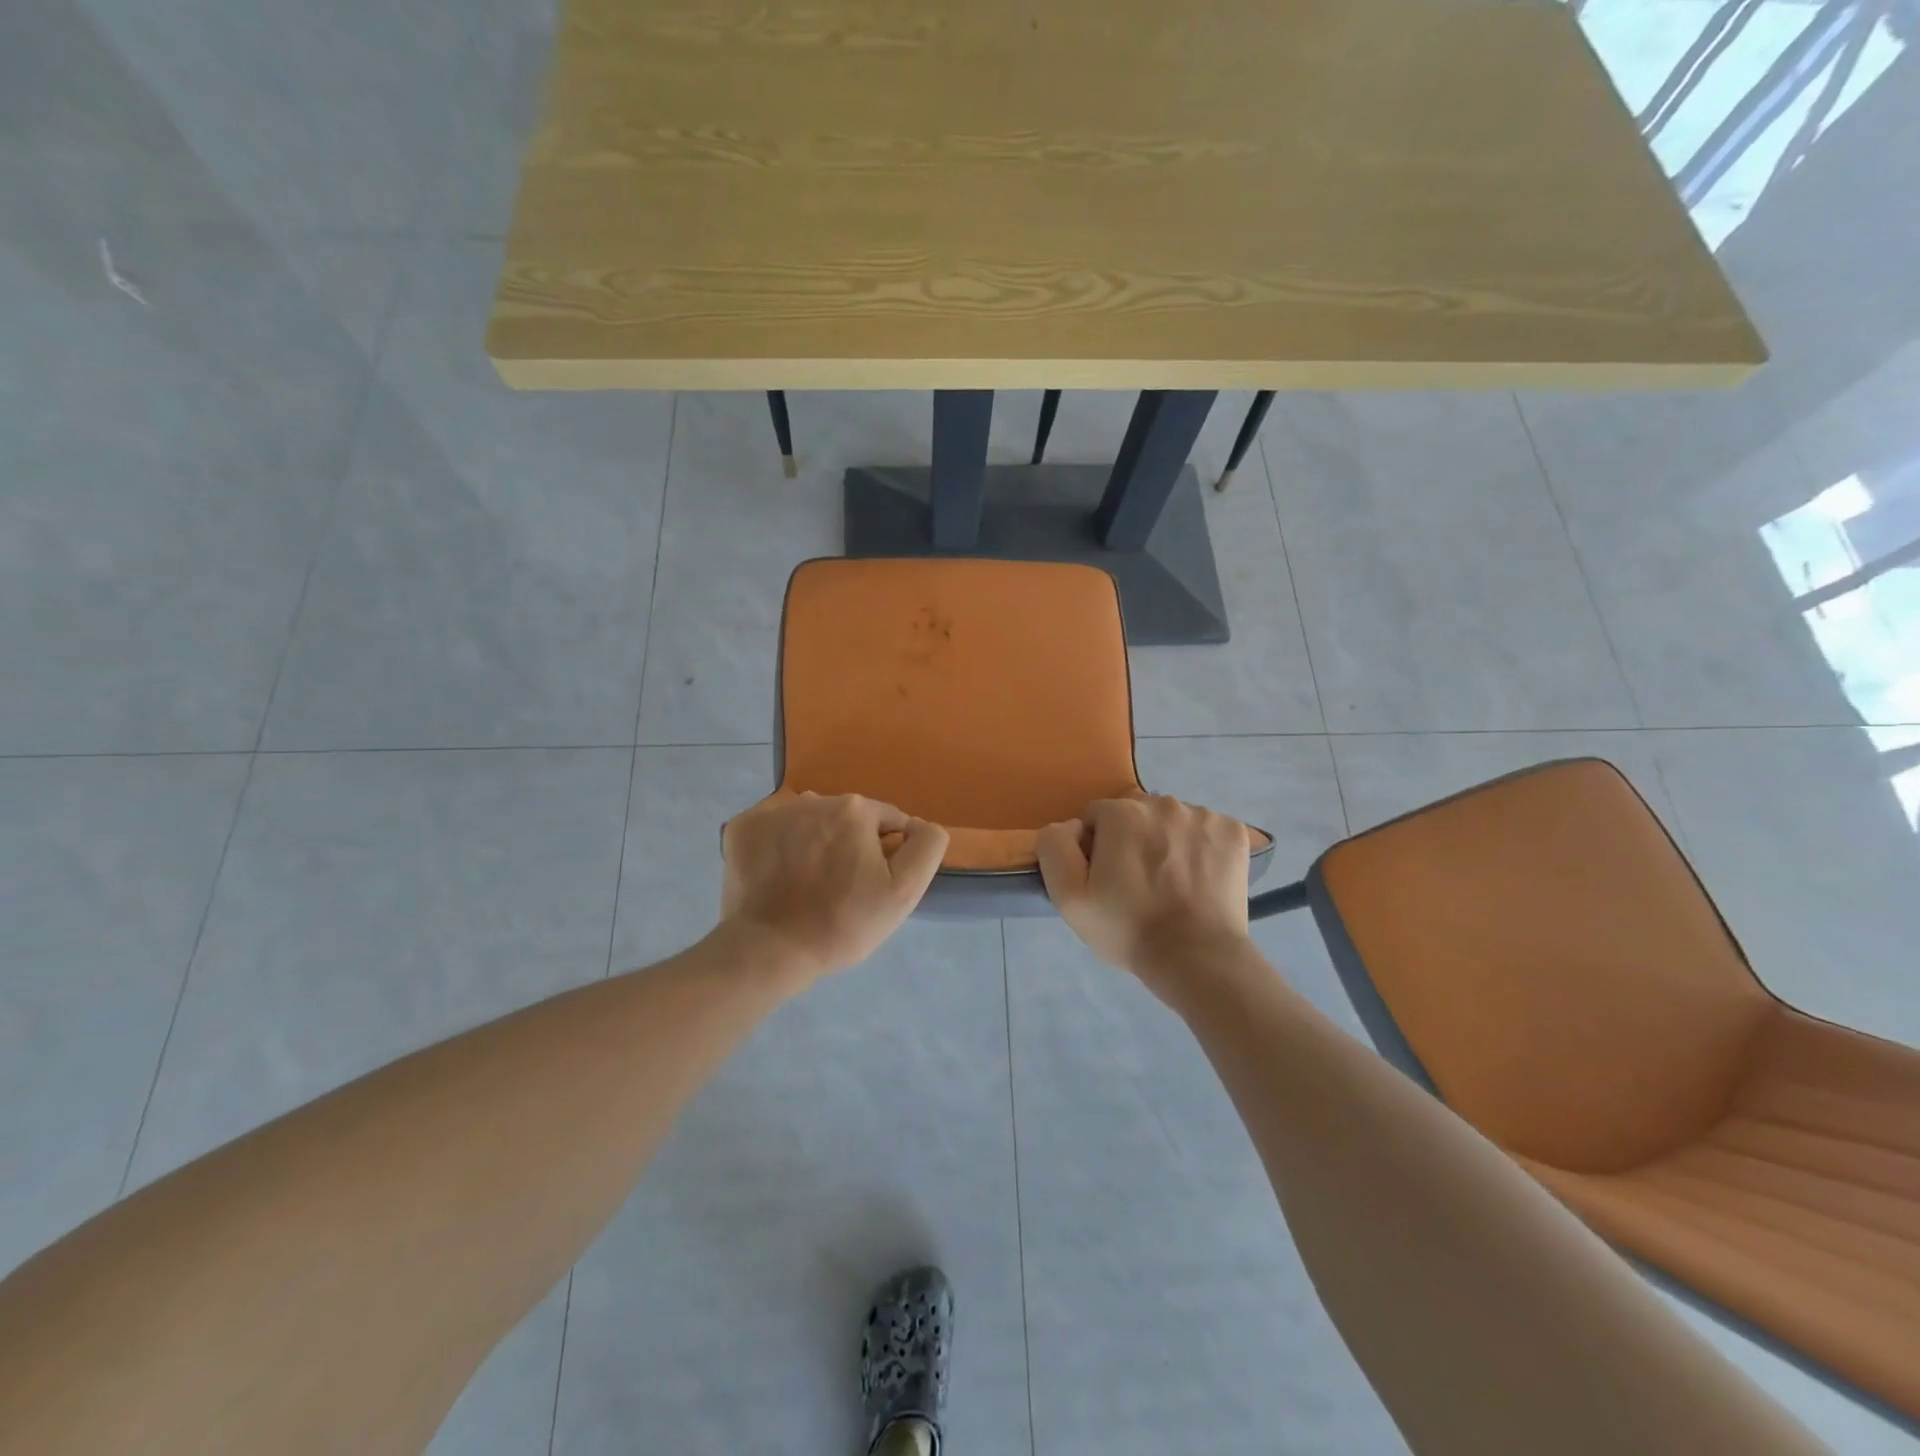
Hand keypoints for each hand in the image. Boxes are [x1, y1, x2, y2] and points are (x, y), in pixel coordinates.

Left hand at [720, 792, 949, 982]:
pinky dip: (778, 848)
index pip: (887, 821)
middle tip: (841, 889)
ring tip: (807, 885)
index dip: (886, 853)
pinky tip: (777, 878)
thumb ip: (926, 846)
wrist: (769, 951)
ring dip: (814, 844)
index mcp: (855, 809)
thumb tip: (917, 824)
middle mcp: (814, 799)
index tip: (871, 886)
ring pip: (809, 823)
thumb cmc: (843, 923)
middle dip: (849, 845)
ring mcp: (772, 812)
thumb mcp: (904, 891)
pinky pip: (772, 831)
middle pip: (846, 819)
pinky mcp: (741, 829)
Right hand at [1036, 796, 1252, 996]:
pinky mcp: (1234, 832)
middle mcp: (1163, 802)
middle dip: (1132, 840)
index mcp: (1121, 812)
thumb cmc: (1127, 927)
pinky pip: (1206, 830)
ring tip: (1171, 885)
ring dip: (1166, 841)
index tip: (1107, 881)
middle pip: (1136, 814)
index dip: (1097, 850)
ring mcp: (1204, 815)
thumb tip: (1070, 827)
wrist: (1197, 958)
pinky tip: (1198, 879)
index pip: (1097, 818)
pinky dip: (1201, 848)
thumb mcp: (1068, 897)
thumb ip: (1055, 847)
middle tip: (1138, 884)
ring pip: (1172, 821)